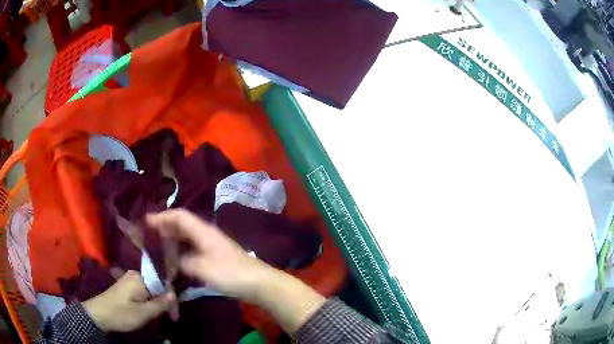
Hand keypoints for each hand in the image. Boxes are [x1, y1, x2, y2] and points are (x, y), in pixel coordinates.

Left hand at [82, 271, 175, 331]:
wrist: (98, 314)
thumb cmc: (121, 314)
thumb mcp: (143, 313)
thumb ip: (159, 304)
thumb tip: (174, 295)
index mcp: (140, 278)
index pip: (164, 284)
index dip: (172, 300)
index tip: (175, 317)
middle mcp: (135, 274)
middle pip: (158, 285)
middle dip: (166, 301)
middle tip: (171, 318)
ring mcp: (129, 279)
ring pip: (151, 288)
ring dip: (158, 302)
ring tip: (162, 315)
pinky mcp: (126, 285)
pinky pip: (144, 290)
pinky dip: (150, 300)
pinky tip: (151, 309)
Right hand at [146, 209, 273, 302]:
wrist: (259, 283)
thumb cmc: (230, 273)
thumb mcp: (202, 268)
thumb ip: (182, 262)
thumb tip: (171, 259)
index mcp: (203, 231)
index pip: (179, 216)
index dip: (162, 216)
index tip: (146, 221)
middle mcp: (206, 234)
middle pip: (182, 225)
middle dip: (165, 227)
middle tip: (148, 234)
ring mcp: (212, 246)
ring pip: (187, 237)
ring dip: (172, 239)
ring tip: (157, 246)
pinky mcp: (215, 257)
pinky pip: (193, 248)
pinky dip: (181, 250)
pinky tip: (175, 260)